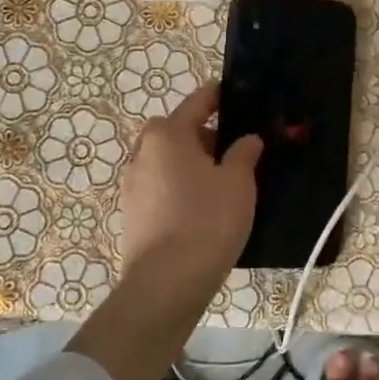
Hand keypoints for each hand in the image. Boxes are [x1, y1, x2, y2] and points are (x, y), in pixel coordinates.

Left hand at [118, 80, 262, 302]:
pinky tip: (201, 208)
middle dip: (205, 136)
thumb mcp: (239, 182)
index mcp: (167, 134)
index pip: (198, 102)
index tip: (237, 96)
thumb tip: (247, 139)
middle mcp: (143, 152)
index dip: (220, 97)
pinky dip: (179, 187)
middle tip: (235, 151)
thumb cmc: (207, 220)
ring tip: (221, 184)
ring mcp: (132, 184)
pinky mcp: (131, 213)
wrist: (166, 283)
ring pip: (167, 161)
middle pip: (177, 131)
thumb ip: (244, 153)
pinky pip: (160, 186)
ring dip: (190, 164)